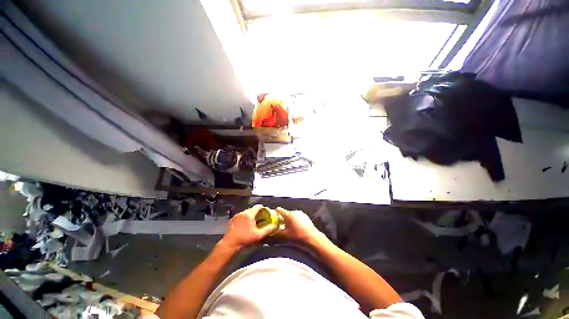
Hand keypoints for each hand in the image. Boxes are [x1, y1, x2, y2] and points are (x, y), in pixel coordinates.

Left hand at [221, 205, 275, 248]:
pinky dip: (245, 218)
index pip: (257, 206)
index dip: (262, 208)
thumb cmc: (245, 238)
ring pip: (246, 212)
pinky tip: (245, 225)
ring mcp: (237, 215)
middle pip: (252, 209)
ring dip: (250, 215)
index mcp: (249, 214)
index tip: (265, 211)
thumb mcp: (258, 235)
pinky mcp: (233, 219)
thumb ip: (267, 229)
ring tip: (253, 222)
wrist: (230, 243)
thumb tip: (274, 226)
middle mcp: (243, 213)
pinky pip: (241, 215)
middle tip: (260, 217)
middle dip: (257, 212)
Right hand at [275, 207, 322, 242]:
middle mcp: (294, 211)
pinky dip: (295, 220)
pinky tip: (296, 227)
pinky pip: (297, 217)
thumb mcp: (285, 235)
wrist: (312, 237)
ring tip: (289, 227)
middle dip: (283, 218)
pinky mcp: (305, 216)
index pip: (280, 210)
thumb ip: (277, 232)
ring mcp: (301, 213)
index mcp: (289, 214)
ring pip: (292, 215)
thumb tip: (271, 231)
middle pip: (286, 213)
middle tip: (281, 224)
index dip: (276, 211)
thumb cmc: (297, 235)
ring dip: (290, 219)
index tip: (273, 214)